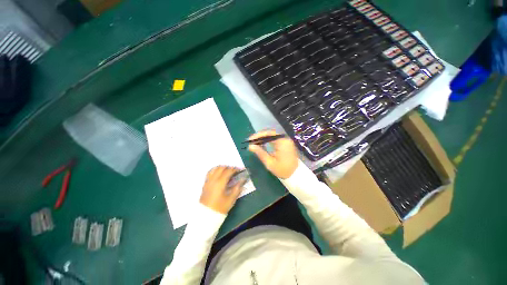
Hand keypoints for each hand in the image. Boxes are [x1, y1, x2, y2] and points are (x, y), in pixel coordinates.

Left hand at [200, 166, 243, 213]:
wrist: (206, 216)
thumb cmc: (220, 208)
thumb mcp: (231, 199)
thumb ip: (237, 188)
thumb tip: (242, 180)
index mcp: (220, 183)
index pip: (228, 171)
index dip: (235, 169)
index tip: (240, 170)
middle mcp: (213, 179)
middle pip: (221, 167)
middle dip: (229, 167)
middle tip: (235, 171)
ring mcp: (208, 181)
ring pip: (215, 168)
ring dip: (222, 167)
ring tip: (227, 171)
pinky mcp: (205, 183)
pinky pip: (210, 172)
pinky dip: (215, 170)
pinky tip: (219, 173)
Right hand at [248, 130, 298, 178]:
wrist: (295, 175)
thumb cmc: (282, 170)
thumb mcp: (269, 162)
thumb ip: (260, 153)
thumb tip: (250, 146)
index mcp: (282, 142)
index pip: (268, 133)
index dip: (258, 135)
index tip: (250, 139)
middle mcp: (285, 139)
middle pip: (270, 133)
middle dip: (260, 136)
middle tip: (251, 141)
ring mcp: (286, 141)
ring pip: (272, 136)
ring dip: (263, 138)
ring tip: (254, 143)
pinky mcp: (286, 144)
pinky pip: (275, 139)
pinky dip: (268, 141)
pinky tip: (262, 144)